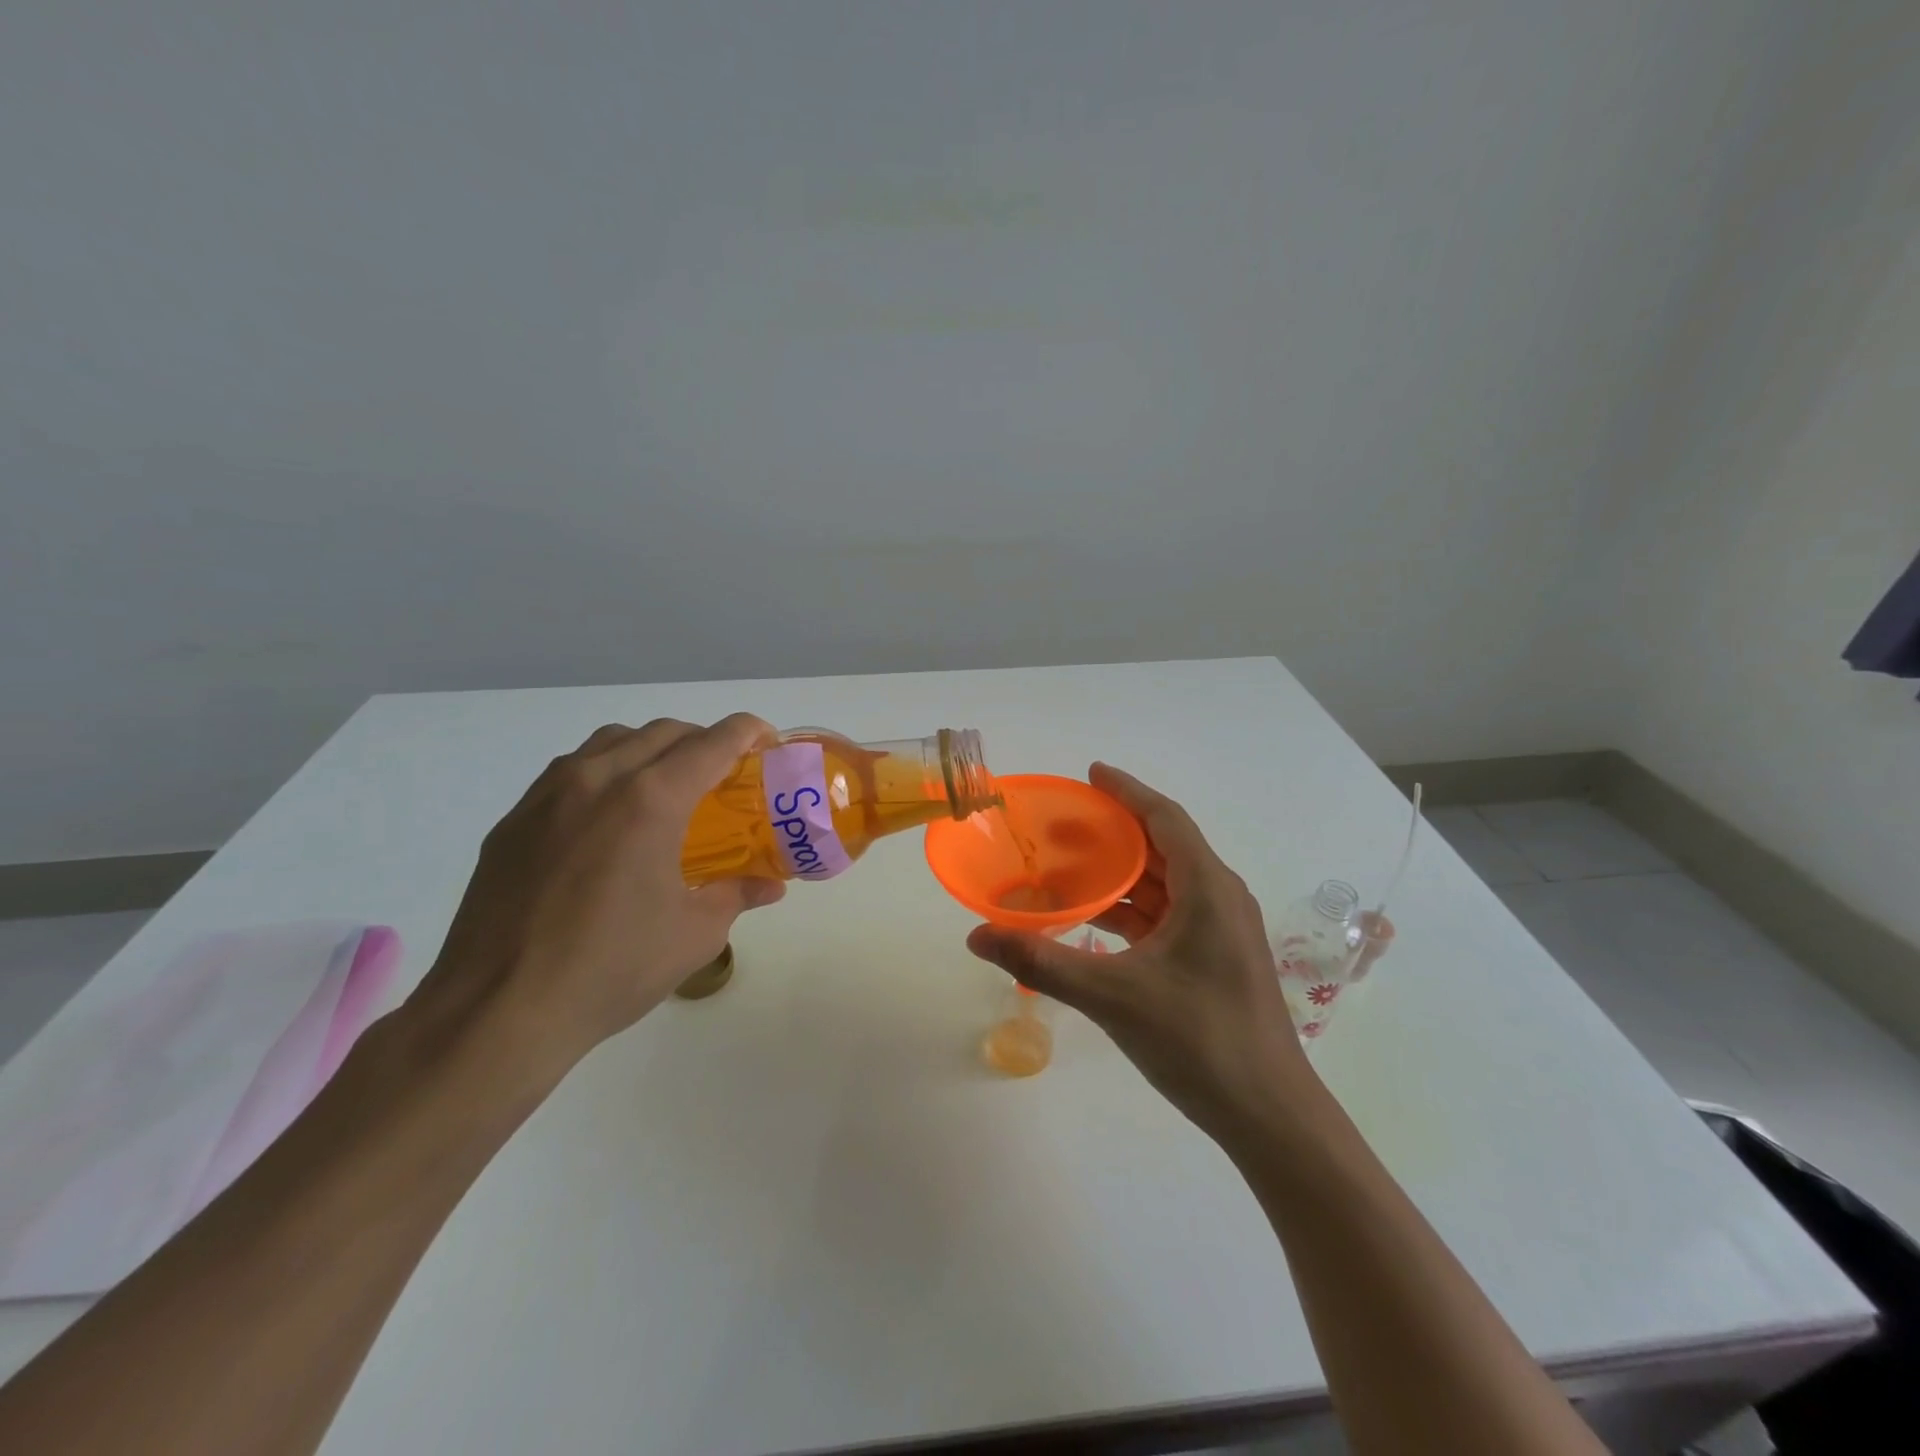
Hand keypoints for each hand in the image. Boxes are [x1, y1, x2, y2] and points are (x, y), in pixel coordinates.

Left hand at [407, 715, 786, 1082]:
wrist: (497, 1011)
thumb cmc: (611, 969)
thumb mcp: (694, 935)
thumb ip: (737, 895)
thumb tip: (769, 885)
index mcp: (650, 800)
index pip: (713, 742)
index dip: (749, 733)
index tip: (768, 744)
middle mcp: (598, 779)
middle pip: (664, 732)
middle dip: (704, 742)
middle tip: (724, 777)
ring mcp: (548, 795)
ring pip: (612, 742)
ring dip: (651, 750)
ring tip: (666, 791)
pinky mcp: (514, 820)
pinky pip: (570, 772)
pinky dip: (606, 774)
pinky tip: (609, 823)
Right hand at [966, 763, 1311, 1138]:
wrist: (1269, 1116)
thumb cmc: (1199, 1041)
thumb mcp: (1113, 996)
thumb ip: (1042, 962)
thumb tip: (977, 936)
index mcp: (1207, 888)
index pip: (1165, 818)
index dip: (1127, 791)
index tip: (1090, 773)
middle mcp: (1218, 898)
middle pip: (1162, 846)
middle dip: (1112, 832)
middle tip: (1060, 825)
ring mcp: (1218, 930)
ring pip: (1162, 884)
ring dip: (1118, 874)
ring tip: (1066, 868)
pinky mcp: (1212, 959)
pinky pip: (1165, 916)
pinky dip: (1128, 910)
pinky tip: (1090, 920)